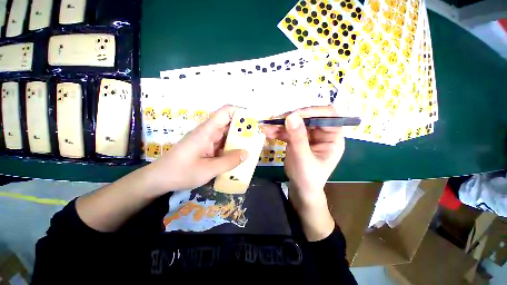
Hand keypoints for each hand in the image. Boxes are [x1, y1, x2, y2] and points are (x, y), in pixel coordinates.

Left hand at [144, 105, 247, 195]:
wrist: (159, 179)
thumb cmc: (180, 172)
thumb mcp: (207, 170)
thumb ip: (228, 162)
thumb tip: (247, 153)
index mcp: (206, 131)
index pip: (225, 112)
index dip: (240, 112)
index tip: (254, 121)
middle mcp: (209, 132)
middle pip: (229, 123)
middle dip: (244, 128)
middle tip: (258, 136)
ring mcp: (208, 140)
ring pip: (227, 134)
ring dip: (239, 139)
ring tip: (253, 146)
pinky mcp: (208, 147)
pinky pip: (224, 144)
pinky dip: (233, 148)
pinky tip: (240, 155)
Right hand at [262, 106, 344, 239]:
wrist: (300, 189)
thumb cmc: (308, 177)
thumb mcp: (303, 158)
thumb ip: (298, 138)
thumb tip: (292, 116)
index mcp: (332, 137)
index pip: (328, 115)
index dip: (312, 111)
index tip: (294, 115)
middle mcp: (322, 133)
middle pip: (308, 117)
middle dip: (291, 118)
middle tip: (275, 120)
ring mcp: (308, 136)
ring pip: (295, 123)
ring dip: (281, 124)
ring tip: (267, 127)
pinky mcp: (297, 139)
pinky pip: (288, 131)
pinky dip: (277, 131)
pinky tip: (268, 132)